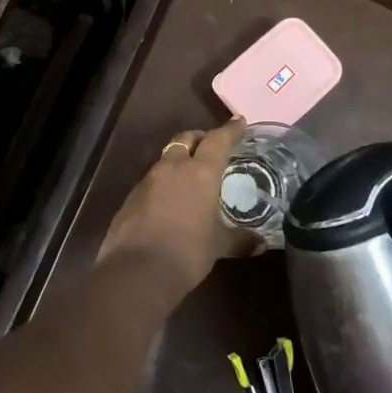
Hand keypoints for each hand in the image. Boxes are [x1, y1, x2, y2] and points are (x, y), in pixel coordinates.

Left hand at [99, 117, 258, 290]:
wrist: (137, 270)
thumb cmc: (188, 252)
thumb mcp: (218, 246)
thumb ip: (239, 240)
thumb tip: (260, 244)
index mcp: (200, 172)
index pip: (218, 141)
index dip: (230, 130)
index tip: (239, 121)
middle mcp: (172, 168)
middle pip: (185, 139)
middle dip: (199, 138)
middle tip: (210, 144)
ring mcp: (147, 180)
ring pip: (166, 159)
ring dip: (178, 159)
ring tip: (190, 173)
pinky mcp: (131, 197)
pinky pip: (151, 180)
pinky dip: (163, 181)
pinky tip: (168, 199)